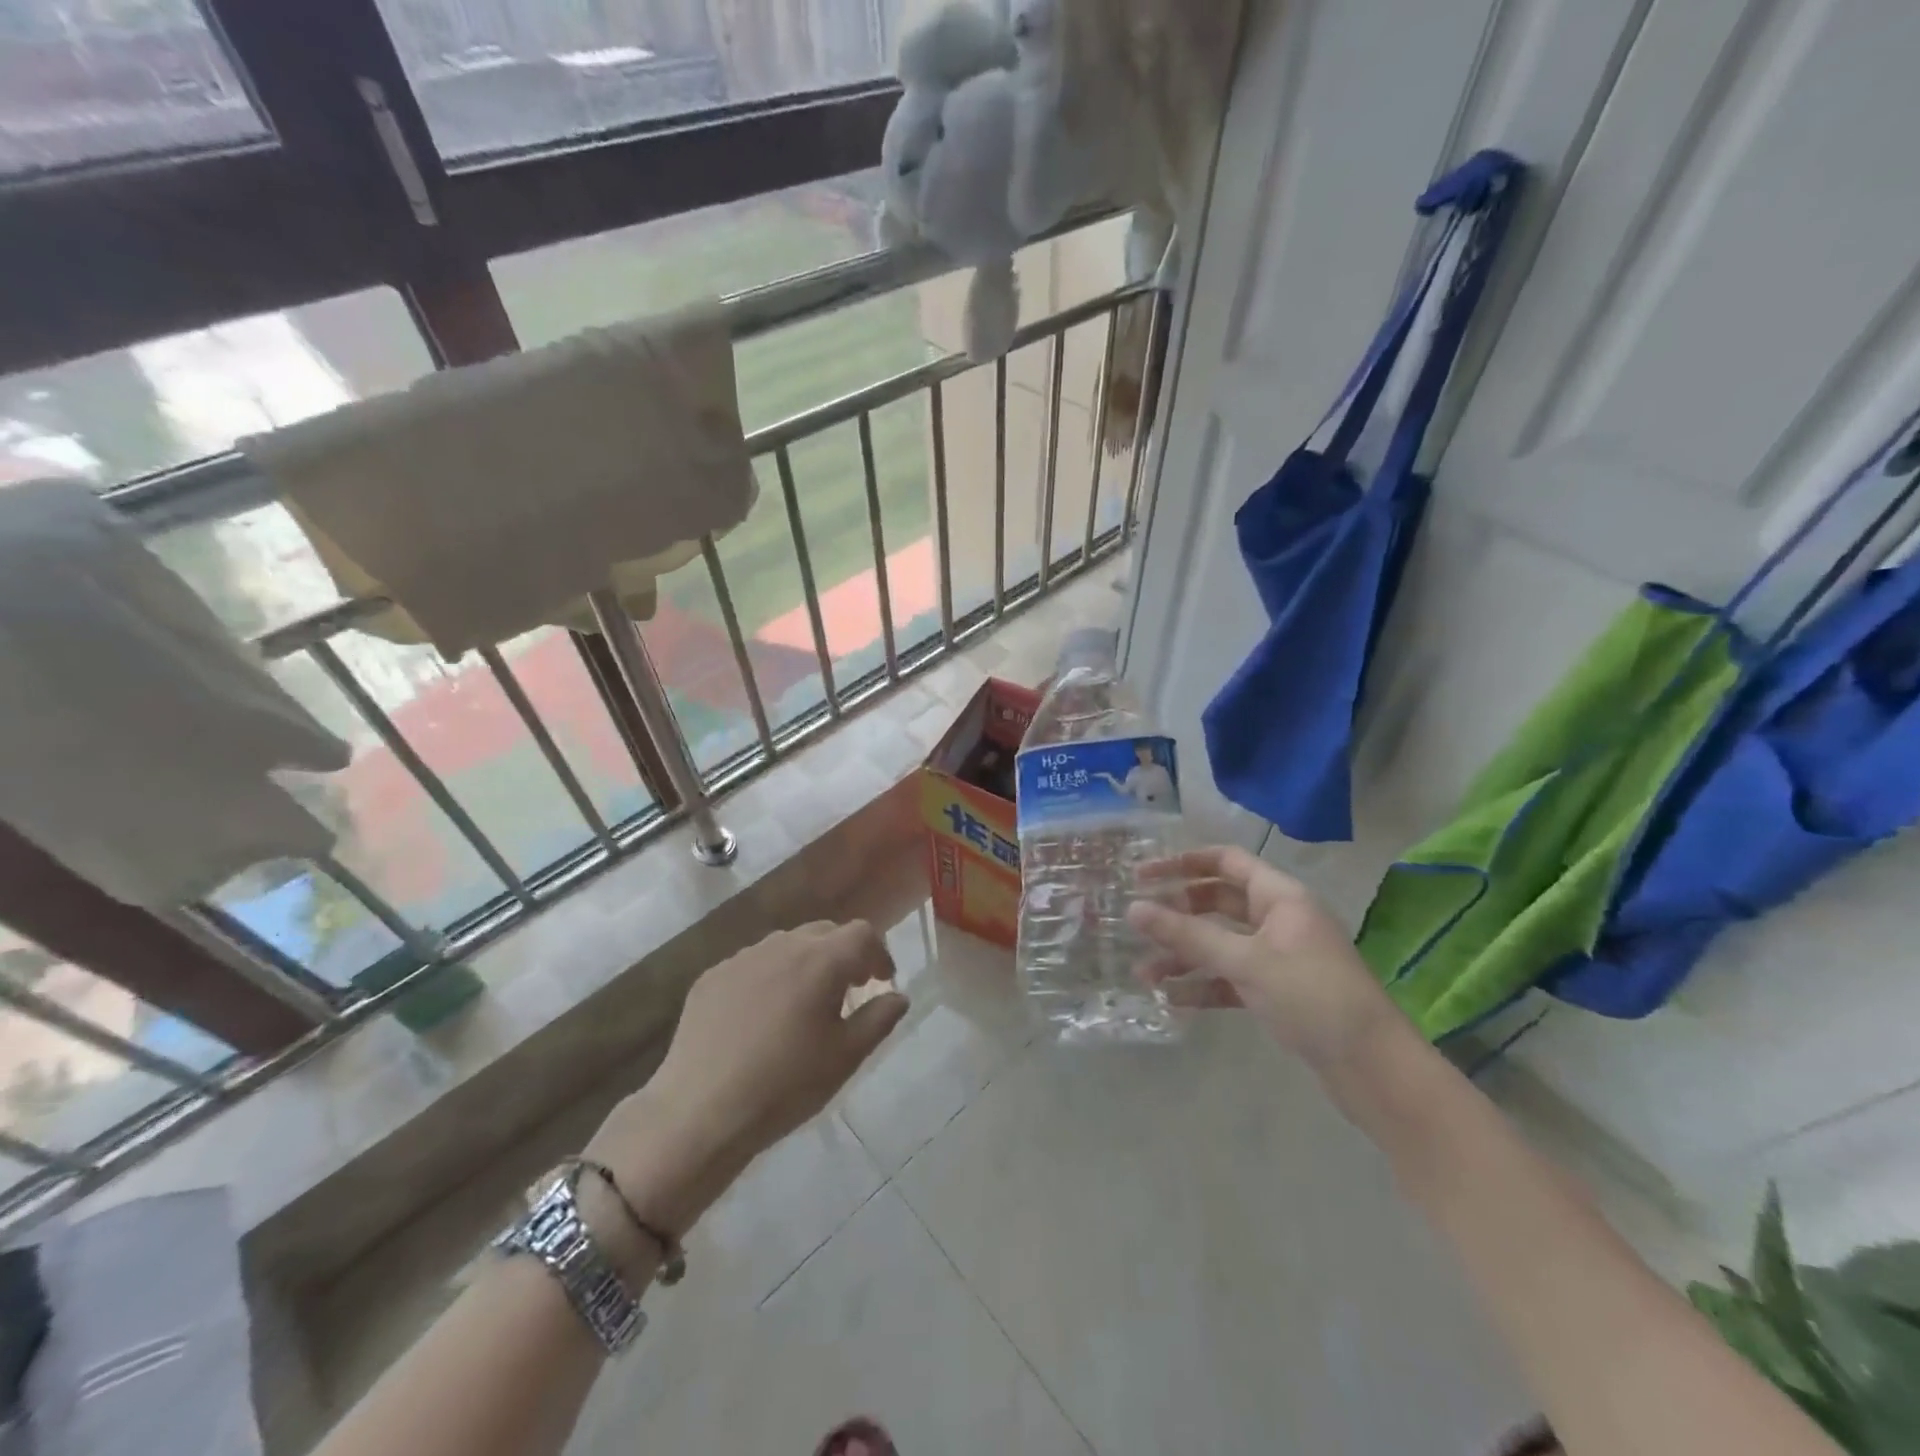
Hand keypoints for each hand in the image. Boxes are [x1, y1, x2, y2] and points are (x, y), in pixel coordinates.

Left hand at [586, 922, 908, 1235]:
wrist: (699, 1112)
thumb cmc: (785, 1086)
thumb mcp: (845, 1057)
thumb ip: (878, 1019)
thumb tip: (898, 996)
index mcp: (821, 961)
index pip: (862, 934)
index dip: (879, 954)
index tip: (881, 982)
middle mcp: (782, 946)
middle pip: (824, 931)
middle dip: (844, 954)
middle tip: (848, 990)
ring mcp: (742, 958)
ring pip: (786, 945)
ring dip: (806, 962)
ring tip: (804, 1003)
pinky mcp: (711, 977)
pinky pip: (752, 964)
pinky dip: (770, 977)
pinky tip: (761, 1017)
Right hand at [1127, 846, 1405, 1072]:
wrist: (1374, 1068)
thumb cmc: (1312, 996)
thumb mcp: (1245, 961)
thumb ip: (1187, 935)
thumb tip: (1133, 909)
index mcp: (1280, 896)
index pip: (1225, 861)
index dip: (1182, 863)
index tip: (1142, 875)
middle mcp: (1278, 919)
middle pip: (1217, 902)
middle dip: (1177, 914)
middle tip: (1138, 924)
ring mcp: (1278, 956)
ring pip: (1220, 943)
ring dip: (1184, 955)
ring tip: (1144, 975)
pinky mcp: (1278, 991)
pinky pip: (1230, 978)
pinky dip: (1203, 984)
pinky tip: (1172, 999)